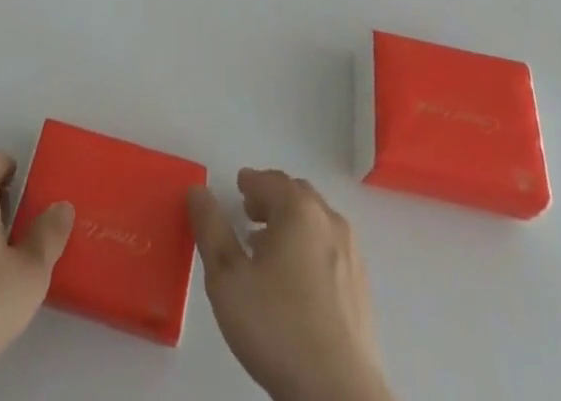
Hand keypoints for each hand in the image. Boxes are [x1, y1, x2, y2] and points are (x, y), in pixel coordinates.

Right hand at [188, 169, 392, 400]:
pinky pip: (330, 250)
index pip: (271, 181)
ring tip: (268, 250)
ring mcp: (352, 255)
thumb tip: (198, 190)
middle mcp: (329, 221)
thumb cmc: (277, 328)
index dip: (251, 182)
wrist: (339, 395)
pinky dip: (309, 248)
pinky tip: (295, 281)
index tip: (238, 189)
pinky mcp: (362, 288)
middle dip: (272, 199)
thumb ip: (210, 229)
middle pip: (297, 195)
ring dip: (291, 225)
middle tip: (249, 214)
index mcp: (299, 210)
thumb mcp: (227, 278)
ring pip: (316, 223)